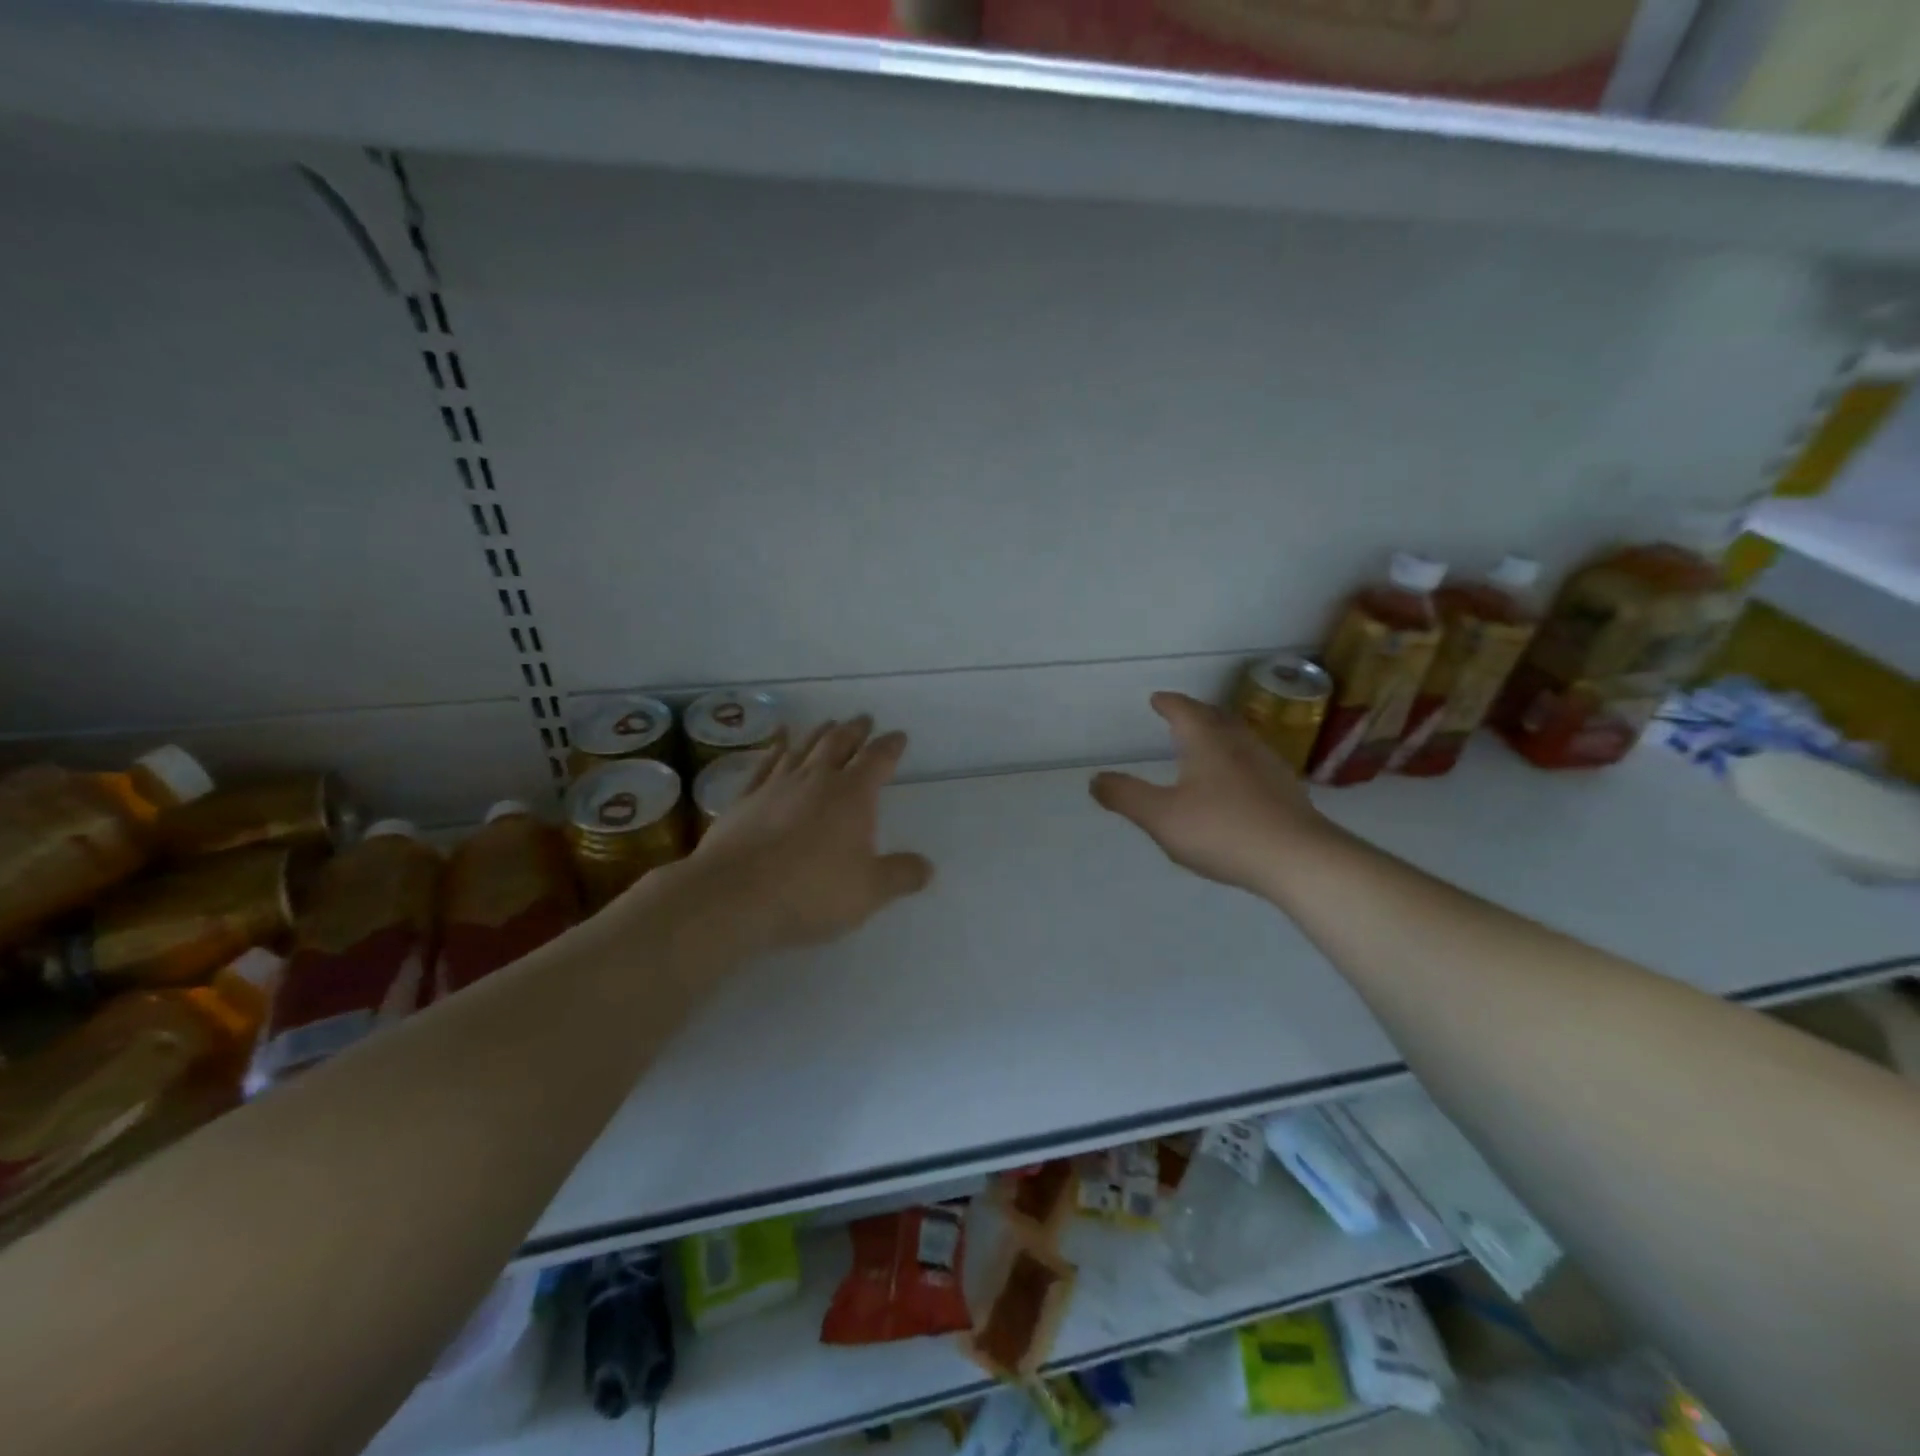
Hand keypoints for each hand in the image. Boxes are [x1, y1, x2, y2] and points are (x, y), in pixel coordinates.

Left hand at [683, 717, 933, 955]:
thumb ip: (901, 875)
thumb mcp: (869, 891)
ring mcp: (776, 785)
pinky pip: (765, 764)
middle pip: (838, 743)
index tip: (898, 736)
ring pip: (802, 748)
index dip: (890, 746)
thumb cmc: (811, 892)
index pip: (877, 760)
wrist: (734, 896)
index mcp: (852, 795)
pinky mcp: (745, 798)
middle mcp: (816, 780)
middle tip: (863, 719)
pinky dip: (776, 749)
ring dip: (818, 734)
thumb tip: (927, 867)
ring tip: (828, 724)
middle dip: (855, 730)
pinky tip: (778, 744)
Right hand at [1090, 692, 1336, 897]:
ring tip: (1206, 743)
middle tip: (1181, 714)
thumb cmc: (1222, 831)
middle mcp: (1239, 744)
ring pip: (1239, 738)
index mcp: (1207, 742)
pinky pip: (1254, 762)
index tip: (1157, 699)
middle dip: (1195, 713)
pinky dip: (1237, 760)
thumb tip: (1095, 779)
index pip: (1184, 711)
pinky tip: (1236, 781)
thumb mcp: (1161, 817)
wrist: (1298, 859)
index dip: (1168, 703)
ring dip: (1219, 734)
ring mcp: (1268, 766)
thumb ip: (1126, 797)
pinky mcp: (1286, 791)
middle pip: (1215, 718)